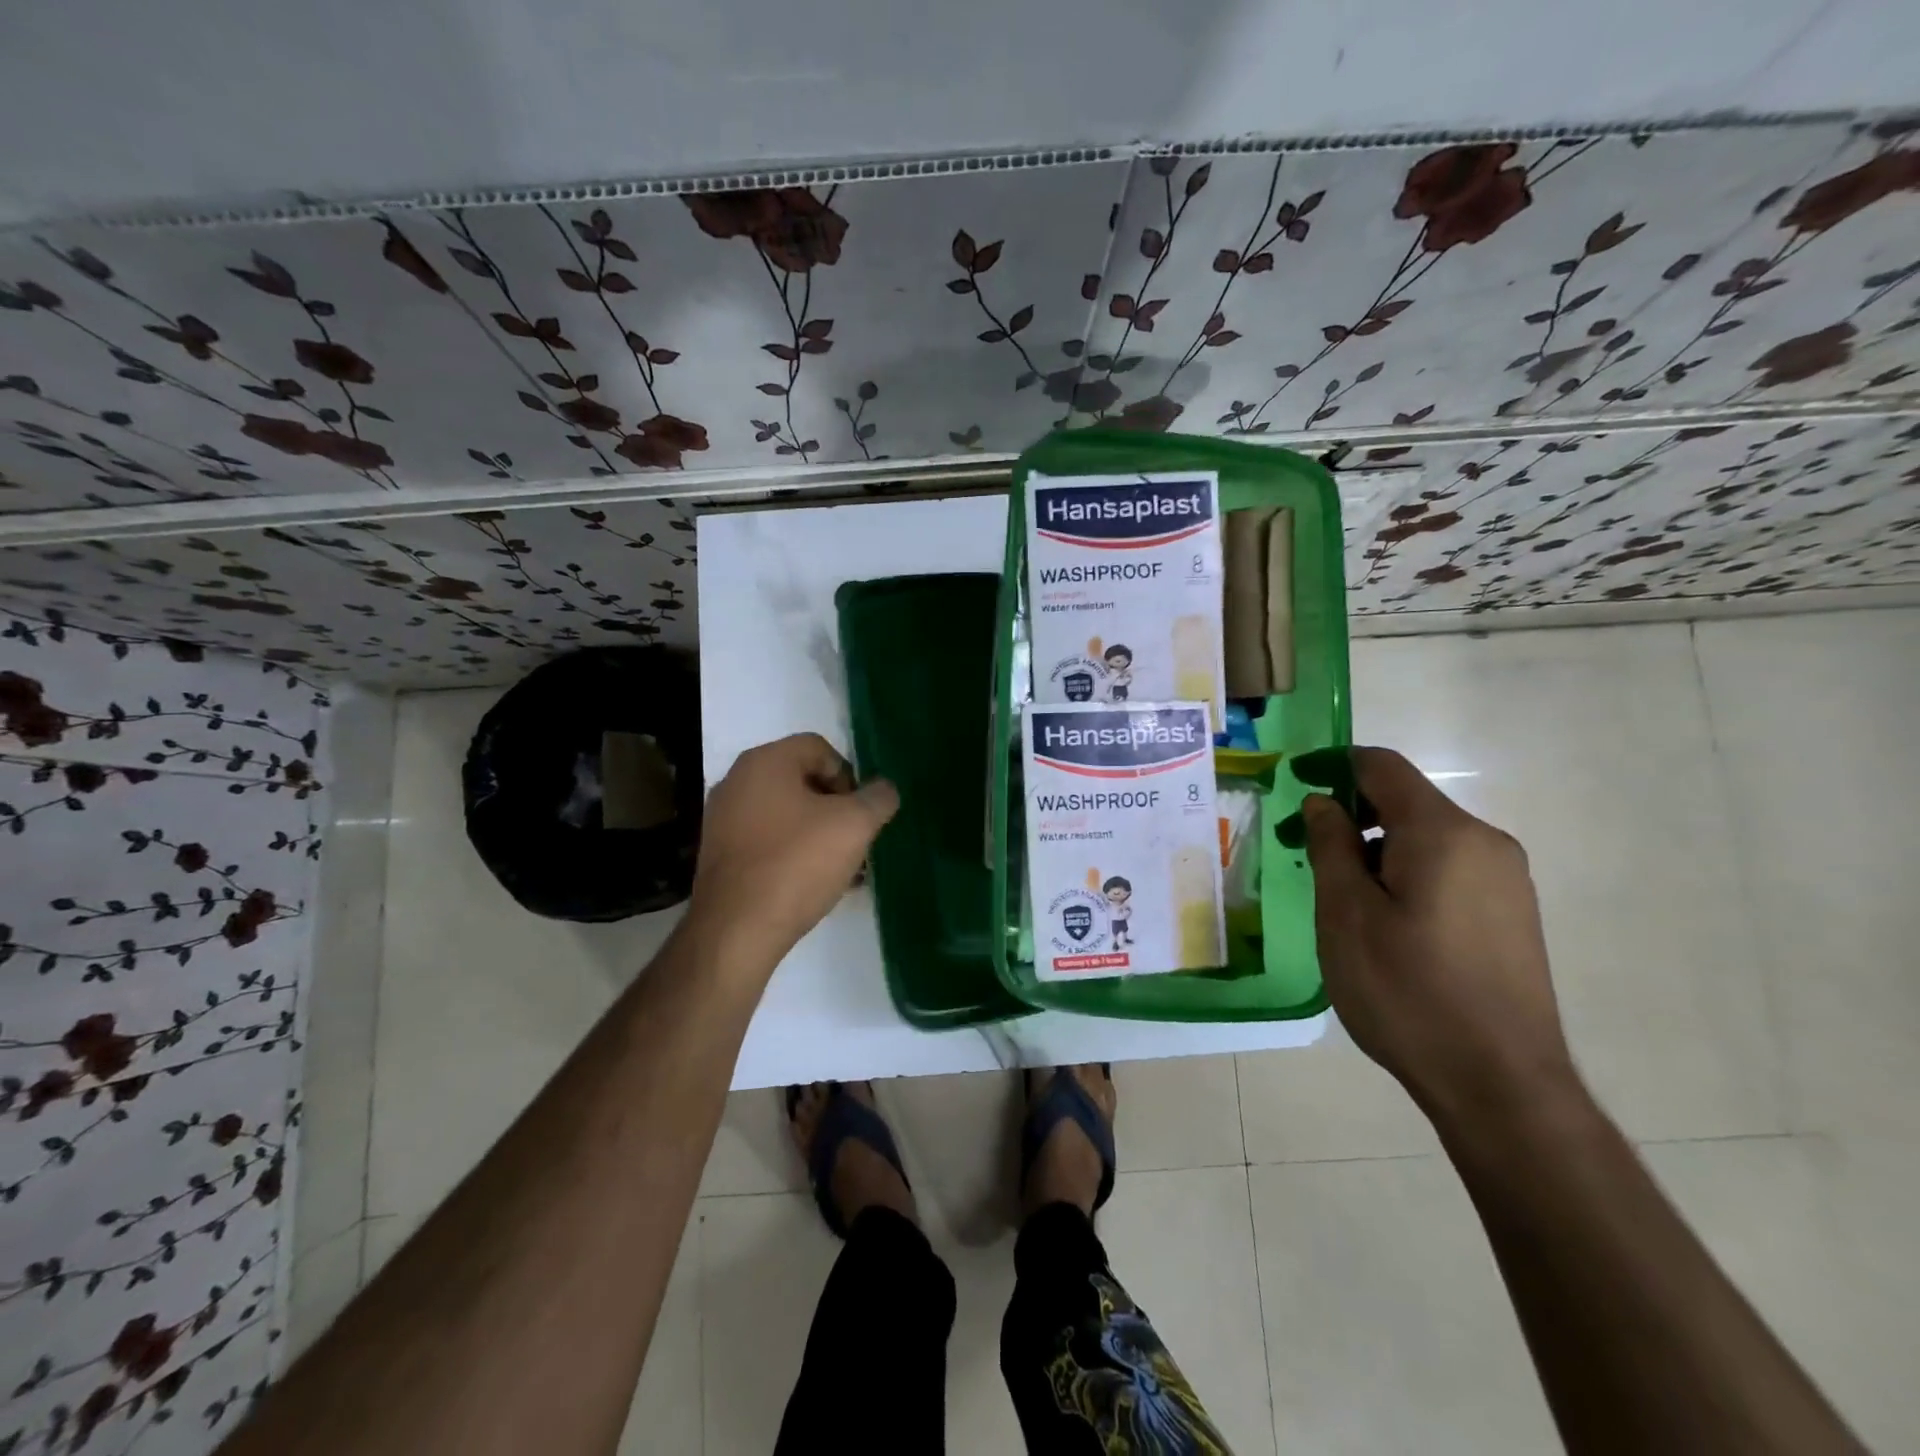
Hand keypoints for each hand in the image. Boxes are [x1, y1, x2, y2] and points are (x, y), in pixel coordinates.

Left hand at [689, 733, 898, 966]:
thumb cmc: (797, 863)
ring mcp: (723, 819)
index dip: (849, 776)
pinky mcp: (720, 854)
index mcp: (765, 761)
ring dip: (817, 833)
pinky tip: (812, 883)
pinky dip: (792, 853)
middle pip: (802, 780)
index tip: (860, 813)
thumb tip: (883, 790)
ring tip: (840, 867)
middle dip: (836, 808)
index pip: (819, 748)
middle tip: (855, 840)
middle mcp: (737, 781)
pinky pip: (767, 840)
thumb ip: (878, 799)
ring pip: (786, 814)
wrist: (736, 929)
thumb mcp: (854, 825)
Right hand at [1301, 747, 1578, 1125]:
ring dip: (1374, 847)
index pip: (1382, 767)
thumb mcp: (1346, 914)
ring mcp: (1506, 879)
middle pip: (1406, 802)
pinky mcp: (1512, 914)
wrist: (1500, 1085)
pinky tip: (1381, 918)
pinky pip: (1447, 868)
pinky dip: (1404, 872)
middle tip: (1301, 850)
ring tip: (1336, 893)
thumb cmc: (1406, 991)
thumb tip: (1325, 802)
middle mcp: (1485, 842)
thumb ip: (1331, 845)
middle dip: (1349, 815)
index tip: (1293, 781)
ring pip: (1425, 838)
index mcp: (1444, 833)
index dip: (1333, 764)